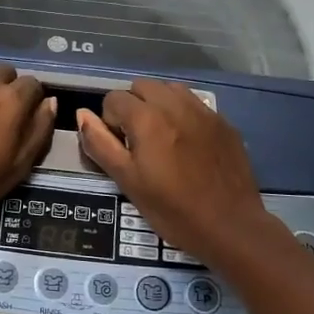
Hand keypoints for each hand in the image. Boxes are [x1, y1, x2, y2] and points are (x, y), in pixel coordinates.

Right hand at [77, 80, 284, 264]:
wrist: (231, 227)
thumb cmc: (172, 209)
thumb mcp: (127, 181)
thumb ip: (101, 144)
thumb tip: (82, 114)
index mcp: (147, 118)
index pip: (114, 98)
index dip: (110, 121)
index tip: (121, 148)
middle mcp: (175, 105)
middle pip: (142, 86)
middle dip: (133, 106)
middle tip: (138, 141)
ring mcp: (203, 111)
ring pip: (170, 90)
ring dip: (158, 104)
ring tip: (161, 137)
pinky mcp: (223, 122)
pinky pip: (194, 104)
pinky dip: (183, 113)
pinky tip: (187, 143)